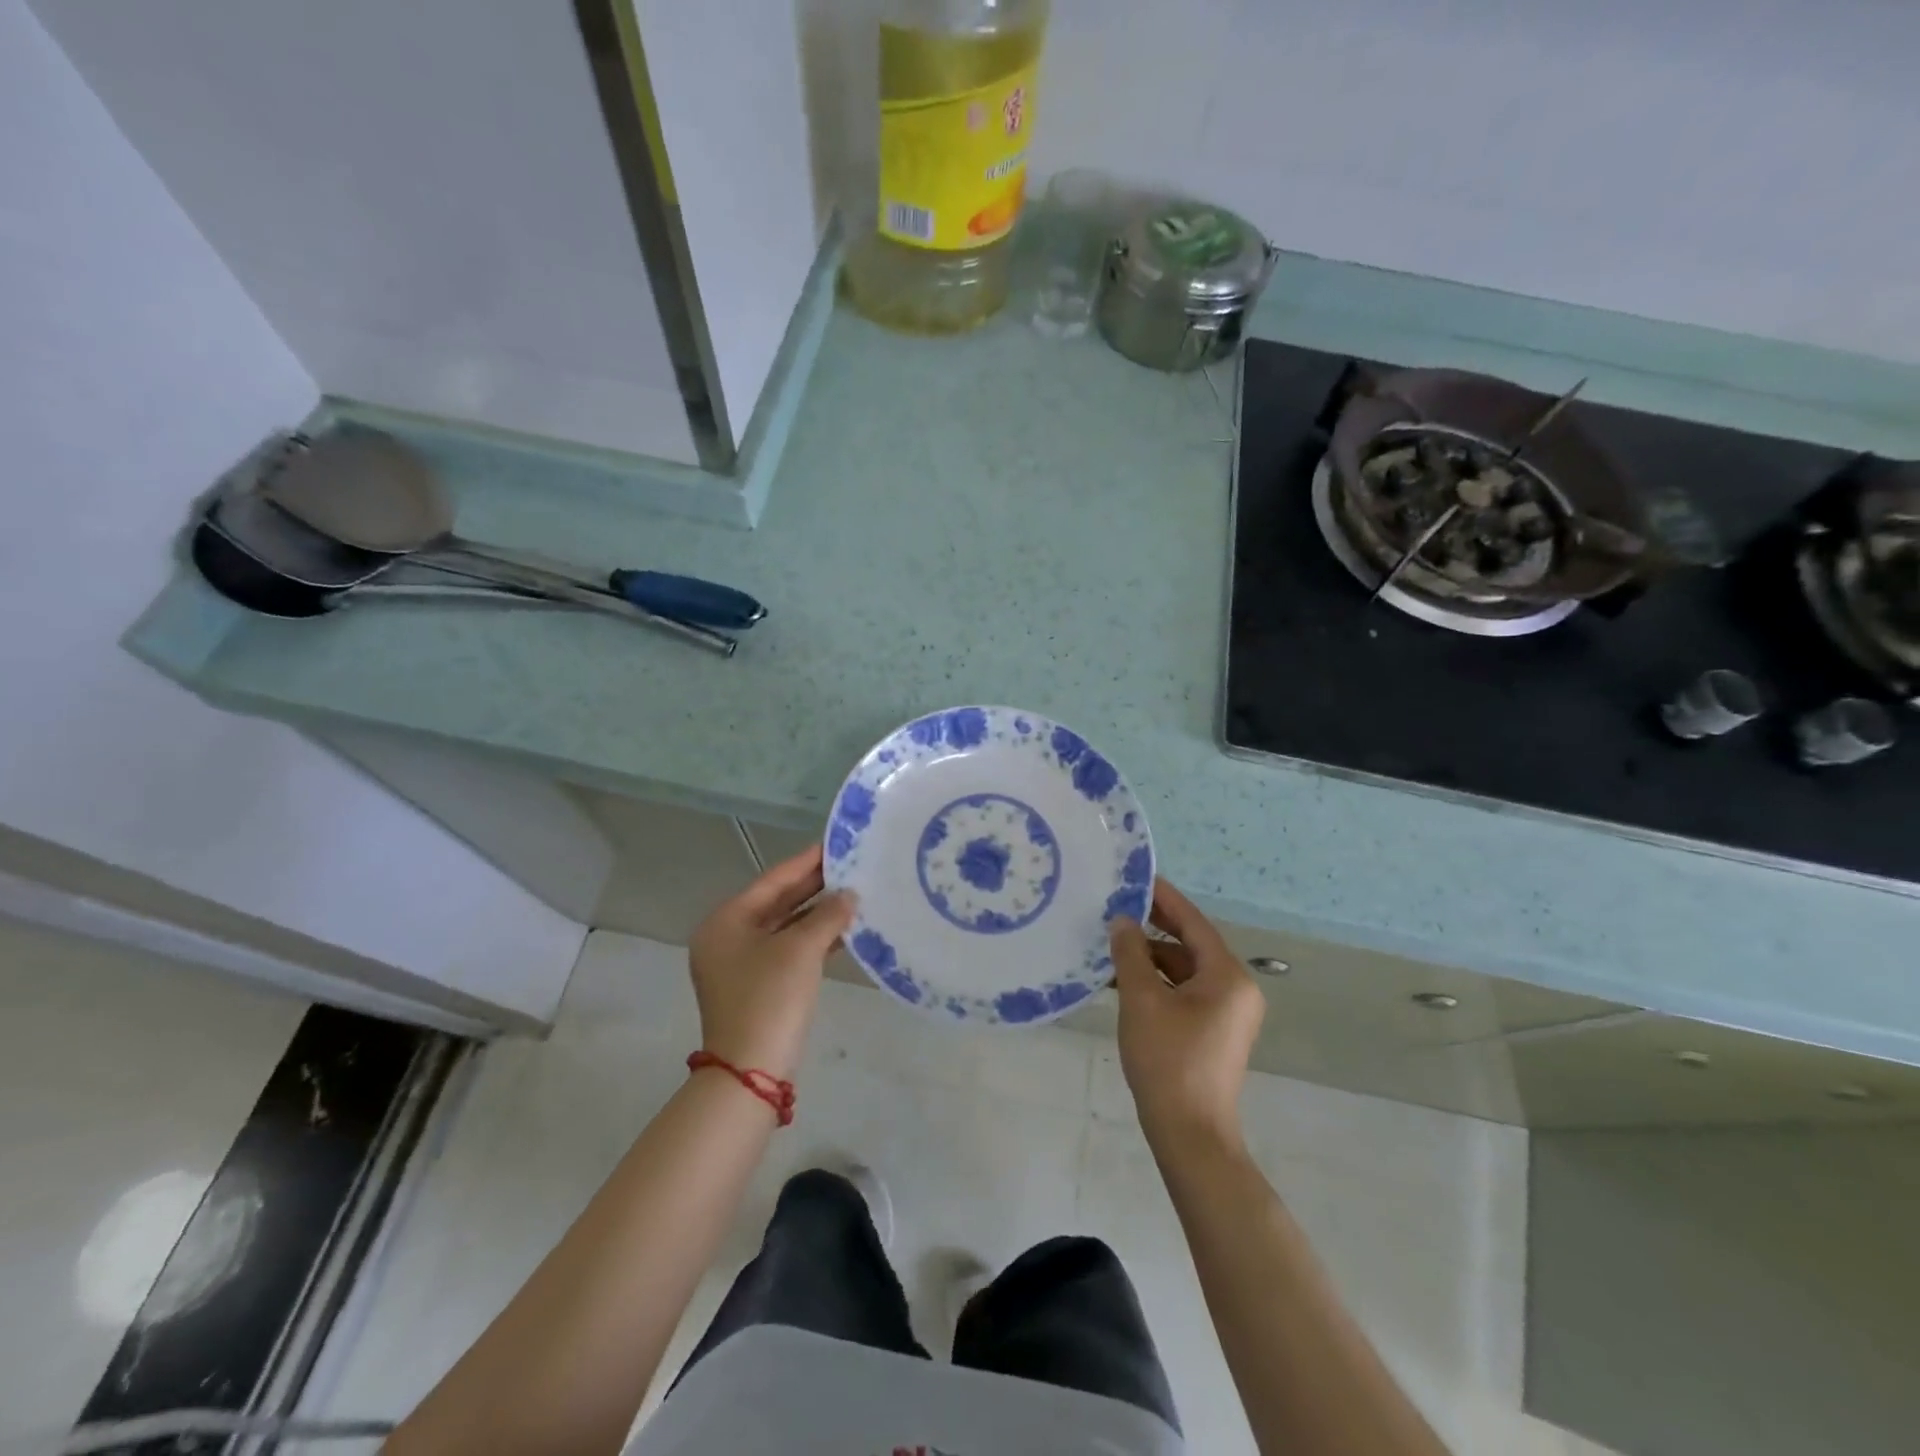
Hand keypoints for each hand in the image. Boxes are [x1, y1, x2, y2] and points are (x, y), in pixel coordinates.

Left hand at [687, 845, 854, 1081]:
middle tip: (850, 867)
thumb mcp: (801, 950)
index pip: (772, 881)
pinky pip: (789, 951)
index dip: (805, 862)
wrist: (751, 1072)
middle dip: (814, 888)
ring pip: (786, 928)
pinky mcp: (759, 987)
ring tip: (855, 895)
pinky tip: (845, 931)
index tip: (834, 844)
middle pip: (777, 902)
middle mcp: (728, 938)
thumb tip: (849, 896)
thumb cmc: (769, 997)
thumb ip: (827, 916)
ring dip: (818, 914)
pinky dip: (814, 940)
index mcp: (726, 922)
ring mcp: (742, 965)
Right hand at [1110, 878, 1265, 1149]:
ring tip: (1111, 945)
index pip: (1193, 922)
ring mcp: (1227, 1013)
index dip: (1163, 898)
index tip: (1136, 878)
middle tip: (1117, 906)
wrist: (1190, 1135)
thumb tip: (1122, 922)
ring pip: (1185, 970)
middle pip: (1191, 944)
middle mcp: (1235, 988)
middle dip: (1153, 927)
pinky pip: (1184, 992)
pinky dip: (1157, 982)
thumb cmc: (1168, 1061)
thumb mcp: (1141, 1000)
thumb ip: (1130, 954)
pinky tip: (1123, 981)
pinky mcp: (1214, 1031)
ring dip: (1151, 958)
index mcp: (1227, 976)